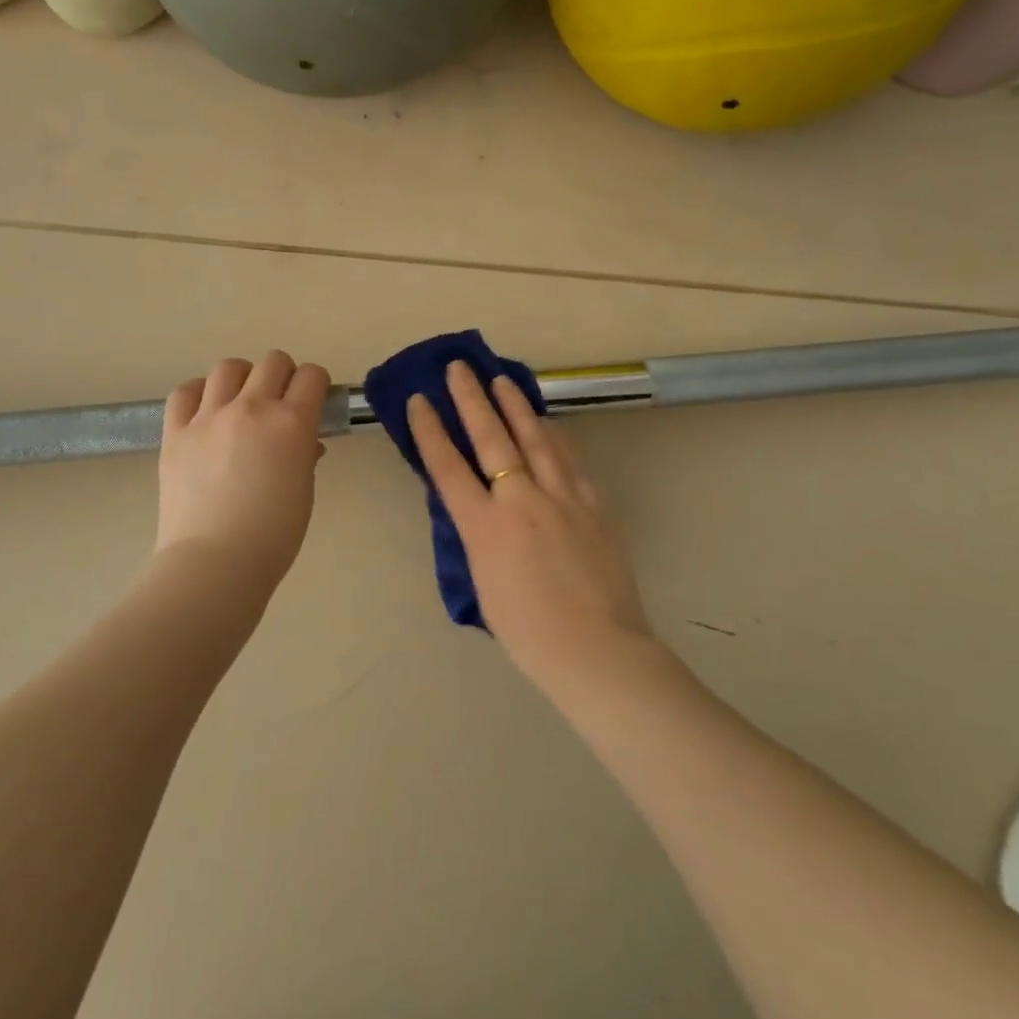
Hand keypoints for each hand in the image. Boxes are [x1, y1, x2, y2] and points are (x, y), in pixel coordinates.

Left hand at [155, 351, 331, 594]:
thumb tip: (303, 443)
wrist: (215, 563)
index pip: (312, 376)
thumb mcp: (303, 491)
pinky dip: (199, 394)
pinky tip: (205, 412)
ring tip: (240, 402)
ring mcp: (209, 417)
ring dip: (242, 379)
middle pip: (273, 361)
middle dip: (283, 376)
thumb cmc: (273, 536)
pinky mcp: (176, 432)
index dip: (316, 385)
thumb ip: (304, 455)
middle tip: (279, 402)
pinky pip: (185, 391)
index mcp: (291, 423)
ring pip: (229, 367)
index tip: (312, 401)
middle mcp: (252, 408)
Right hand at [408, 361, 651, 686]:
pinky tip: (547, 423)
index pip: (448, 467)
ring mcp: (562, 498)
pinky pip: (569, 459)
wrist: (598, 651)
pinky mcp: (593, 504)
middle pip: (492, 439)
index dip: (430, 430)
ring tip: (502, 380)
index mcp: (485, 528)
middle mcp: (521, 501)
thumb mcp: (483, 583)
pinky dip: (554, 436)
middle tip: (459, 367)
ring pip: (536, 438)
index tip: (420, 400)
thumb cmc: (529, 633)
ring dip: (515, 406)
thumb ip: (476, 536)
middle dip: (471, 399)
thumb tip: (470, 505)